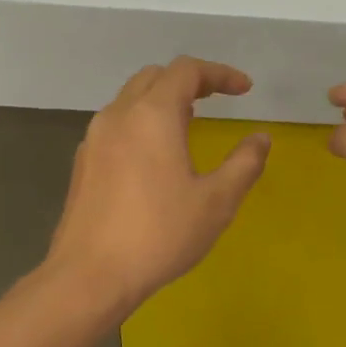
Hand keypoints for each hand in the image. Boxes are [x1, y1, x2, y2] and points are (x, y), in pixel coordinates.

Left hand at [48, 57, 269, 313]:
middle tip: (217, 99)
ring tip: (189, 122)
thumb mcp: (216, 202)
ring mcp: (95, 138)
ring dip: (163, 99)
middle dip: (189, 80)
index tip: (244, 90)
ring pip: (131, 98)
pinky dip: (142, 121)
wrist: (89, 276)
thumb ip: (244, 163)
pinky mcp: (83, 162)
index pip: (187, 70)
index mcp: (152, 114)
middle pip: (155, 77)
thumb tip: (261, 138)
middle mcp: (119, 114)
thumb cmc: (159, 234)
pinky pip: (116, 124)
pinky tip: (155, 155)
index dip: (220, 73)